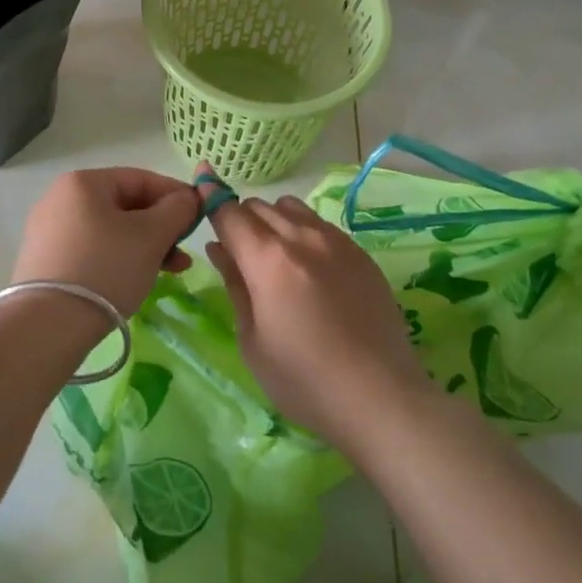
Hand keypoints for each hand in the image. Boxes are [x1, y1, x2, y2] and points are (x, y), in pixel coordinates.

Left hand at [14, 168, 199, 317]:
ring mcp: (50, 231)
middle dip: (161, 227)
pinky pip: (93, 250)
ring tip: (172, 270)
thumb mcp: (151, 236)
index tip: (201, 216)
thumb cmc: (105, 268)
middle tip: (185, 251)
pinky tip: (138, 279)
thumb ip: (177, 210)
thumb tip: (188, 198)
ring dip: (145, 246)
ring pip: (111, 230)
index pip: (141, 178)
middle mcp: (61, 198)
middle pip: (125, 205)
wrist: (46, 327)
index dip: (176, 195)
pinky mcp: (46, 261)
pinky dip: (120, 259)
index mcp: (83, 182)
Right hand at [207, 191, 431, 453]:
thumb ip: (234, 285)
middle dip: (240, 220)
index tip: (200, 184)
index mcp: (267, 259)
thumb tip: (219, 247)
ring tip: (275, 258)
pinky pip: (320, 224)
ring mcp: (335, 240)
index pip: (228, 212)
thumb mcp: (252, 340)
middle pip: (258, 206)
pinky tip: (309, 268)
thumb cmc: (304, 380)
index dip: (209, 197)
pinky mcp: (359, 252)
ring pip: (290, 207)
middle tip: (238, 252)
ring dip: (272, 221)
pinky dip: (302, 231)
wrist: (381, 398)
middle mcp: (301, 236)